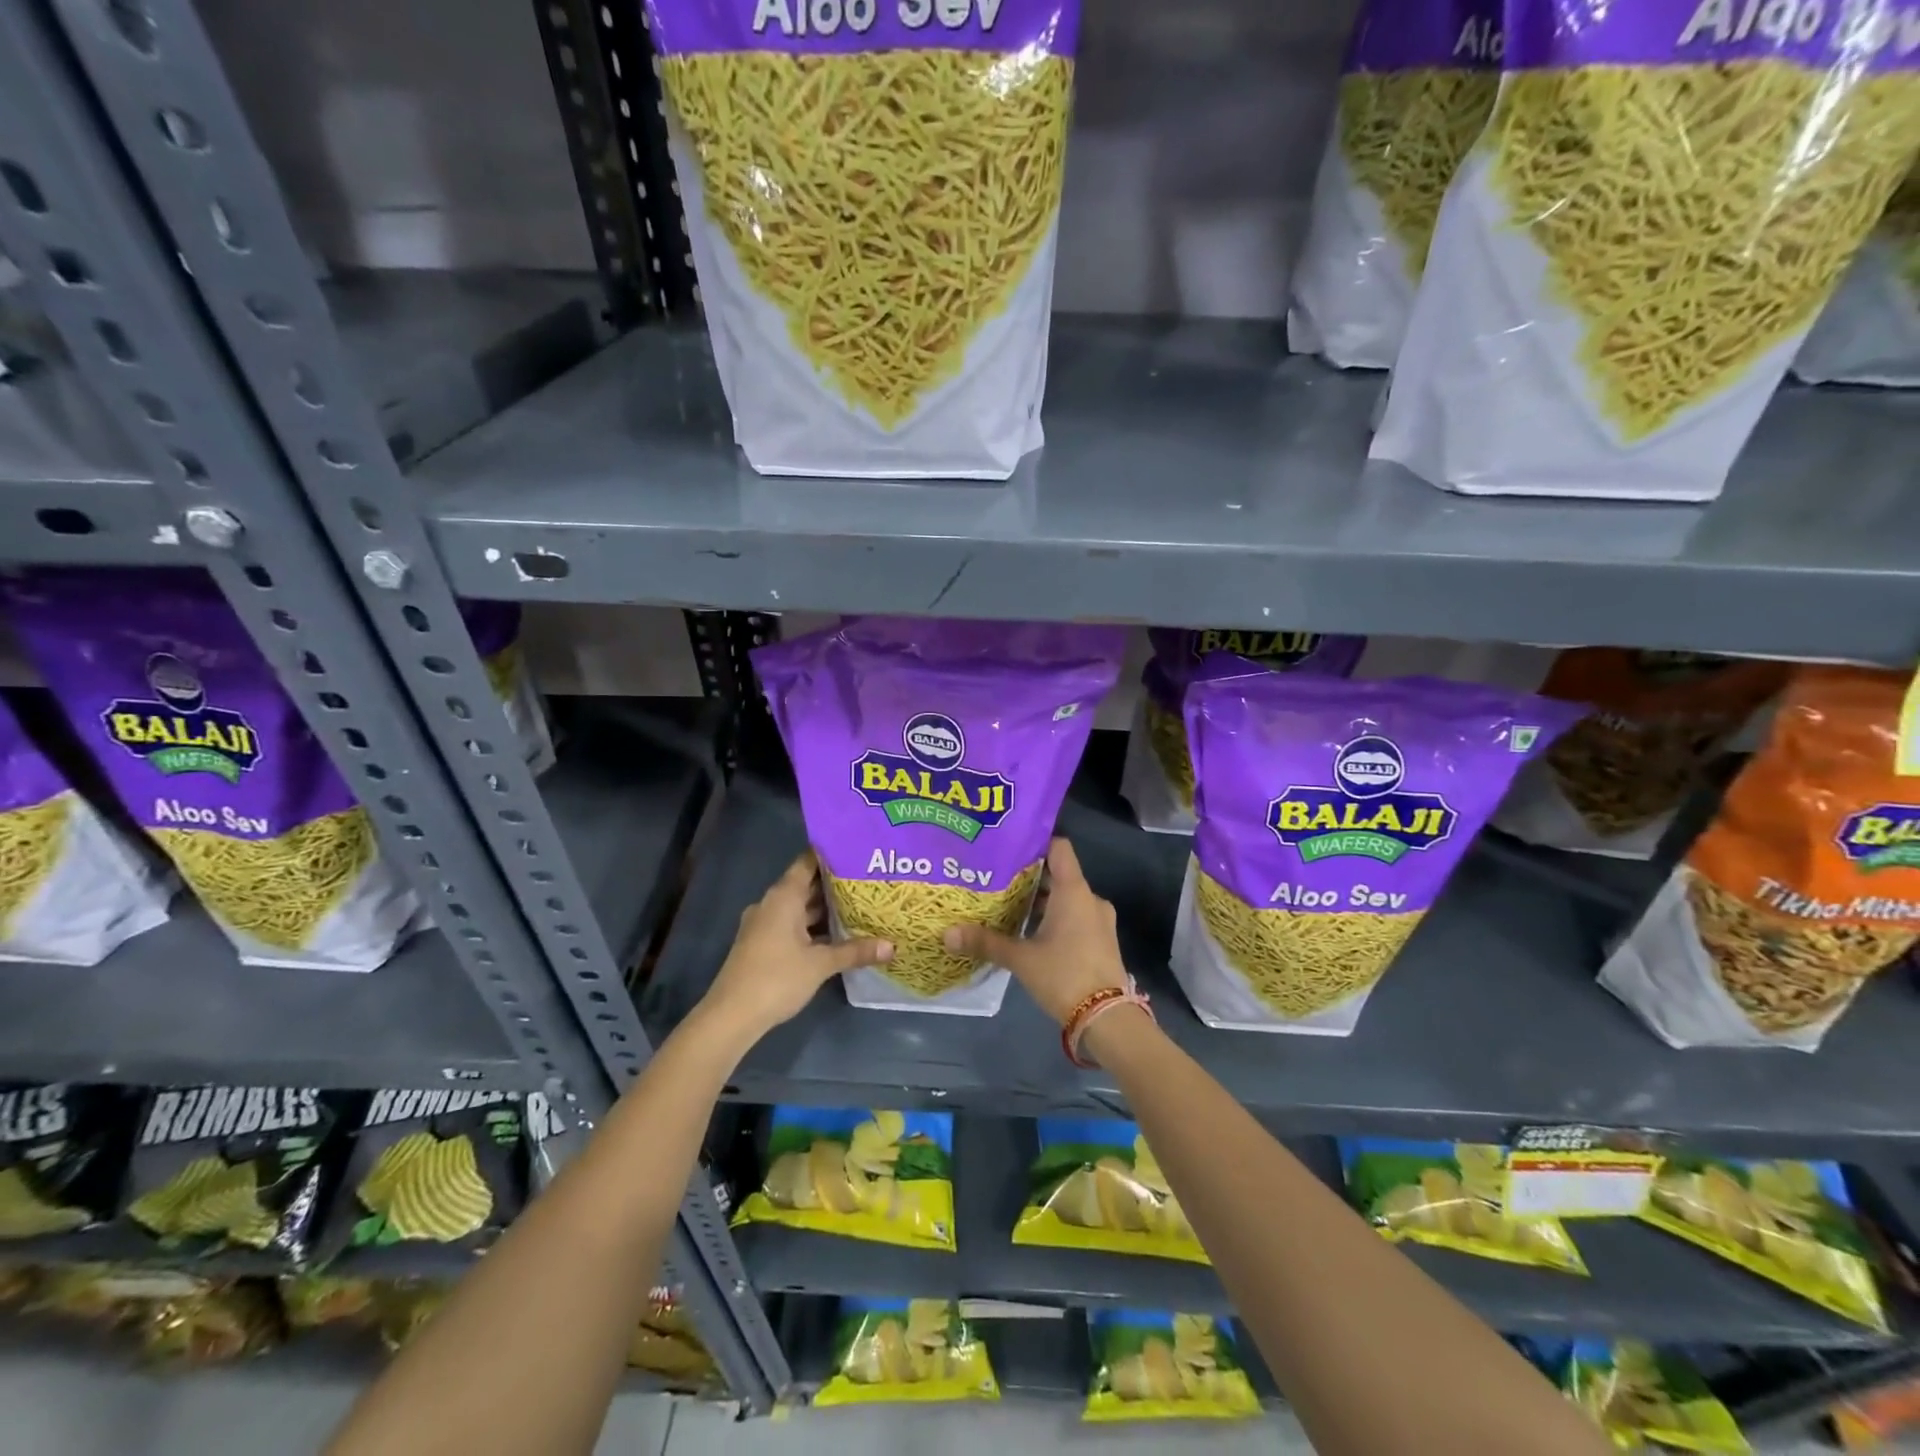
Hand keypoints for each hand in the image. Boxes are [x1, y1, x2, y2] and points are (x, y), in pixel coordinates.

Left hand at [697, 851, 891, 1043]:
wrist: (731, 1016)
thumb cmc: (777, 978)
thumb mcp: (821, 964)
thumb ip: (855, 951)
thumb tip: (892, 946)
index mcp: (783, 896)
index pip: (808, 862)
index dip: (831, 854)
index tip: (857, 850)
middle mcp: (772, 904)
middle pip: (806, 885)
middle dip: (835, 884)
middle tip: (868, 878)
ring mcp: (765, 925)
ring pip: (800, 908)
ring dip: (825, 908)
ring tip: (860, 904)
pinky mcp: (763, 944)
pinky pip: (793, 925)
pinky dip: (814, 926)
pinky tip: (838, 934)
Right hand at [943, 837, 1126, 1024]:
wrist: (1108, 1019)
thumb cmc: (1065, 976)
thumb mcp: (1021, 959)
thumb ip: (986, 942)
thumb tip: (947, 933)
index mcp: (1074, 891)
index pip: (1059, 848)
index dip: (1036, 842)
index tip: (1009, 844)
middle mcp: (1090, 899)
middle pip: (1059, 875)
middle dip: (1030, 877)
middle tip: (997, 877)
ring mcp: (1099, 921)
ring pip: (1066, 899)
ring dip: (1042, 901)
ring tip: (1008, 904)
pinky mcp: (1101, 941)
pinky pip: (1075, 917)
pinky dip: (1054, 918)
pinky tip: (1029, 931)